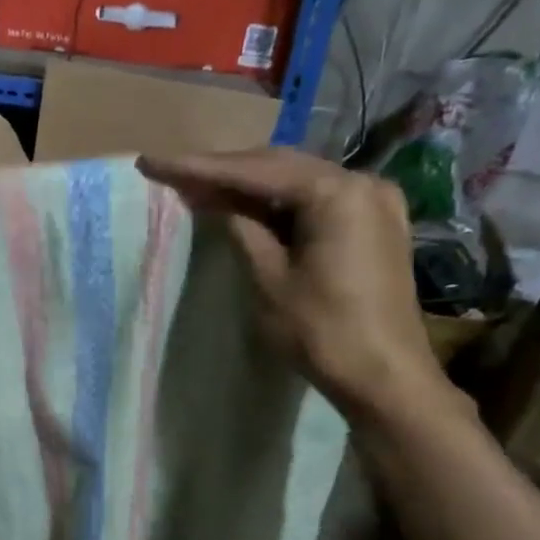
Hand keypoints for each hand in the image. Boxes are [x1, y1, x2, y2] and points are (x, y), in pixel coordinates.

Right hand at [137, 148, 449, 422]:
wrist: (385, 377)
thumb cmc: (322, 331)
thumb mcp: (268, 279)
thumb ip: (241, 229)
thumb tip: (213, 198)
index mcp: (336, 193)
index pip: (255, 170)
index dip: (200, 167)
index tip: (154, 162)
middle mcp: (362, 182)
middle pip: (279, 166)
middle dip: (224, 170)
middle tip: (174, 173)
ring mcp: (375, 201)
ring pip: (298, 181)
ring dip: (250, 185)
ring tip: (200, 187)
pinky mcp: (375, 223)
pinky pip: (317, 200)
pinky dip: (279, 202)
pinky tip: (246, 206)